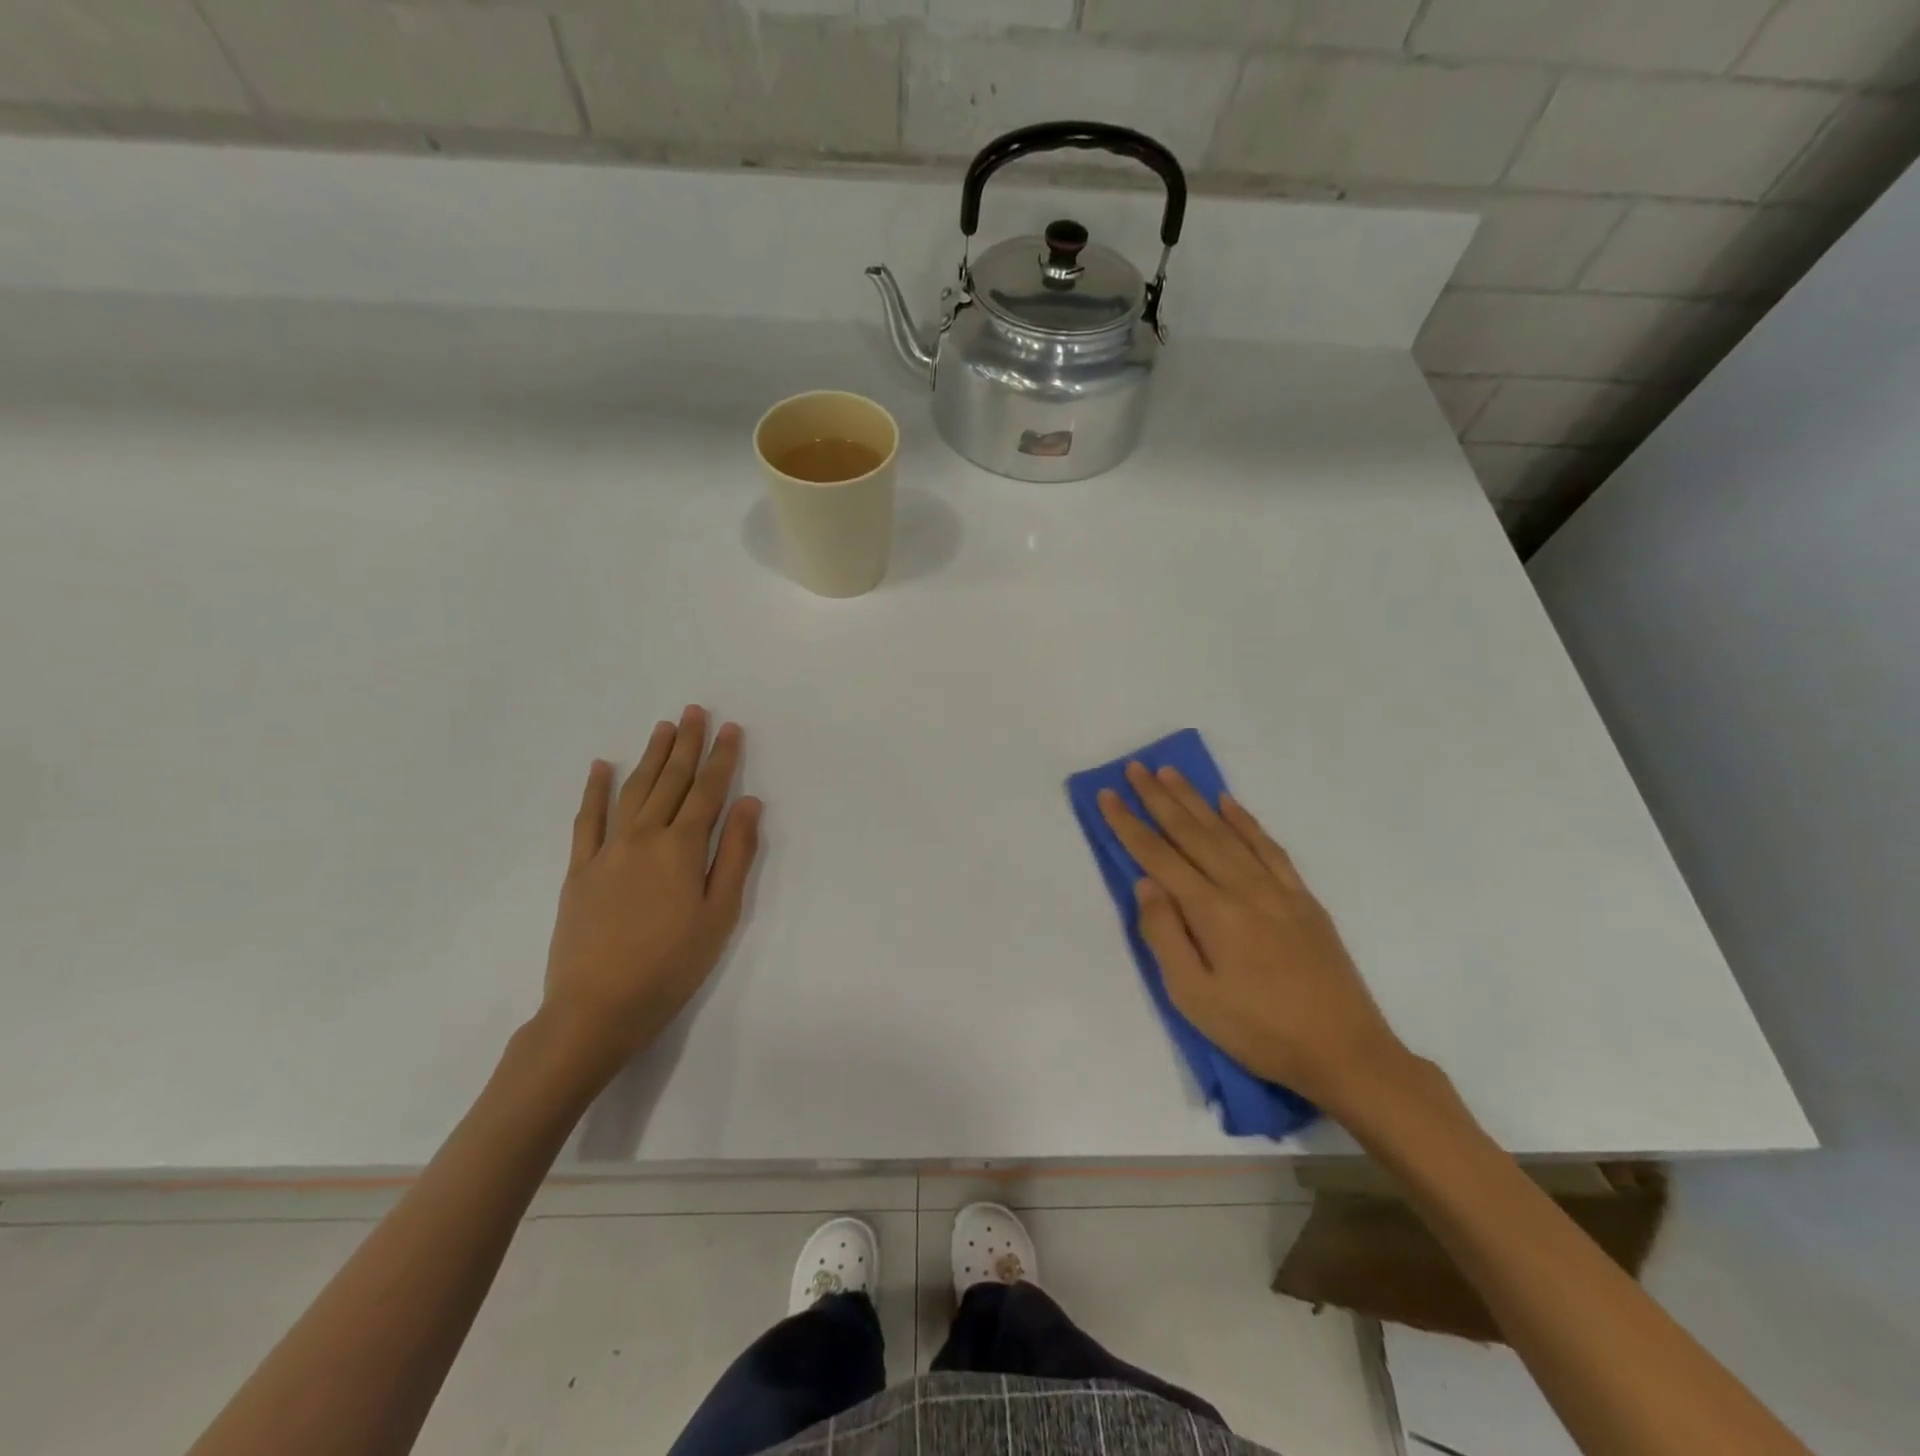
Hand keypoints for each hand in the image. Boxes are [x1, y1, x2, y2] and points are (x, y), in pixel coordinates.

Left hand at [538, 706, 761, 1087]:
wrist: (597, 1007)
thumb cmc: (671, 965)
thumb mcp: (720, 915)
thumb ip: (735, 855)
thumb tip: (748, 804)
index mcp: (682, 848)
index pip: (708, 791)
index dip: (722, 758)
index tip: (731, 728)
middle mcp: (644, 837)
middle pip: (671, 781)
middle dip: (687, 744)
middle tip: (695, 711)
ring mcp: (607, 850)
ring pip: (634, 790)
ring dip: (651, 756)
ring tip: (664, 727)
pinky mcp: (579, 869)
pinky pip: (587, 819)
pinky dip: (594, 789)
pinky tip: (601, 766)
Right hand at [1097, 763, 1408, 1112]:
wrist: (1345, 1052)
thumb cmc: (1259, 1031)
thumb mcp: (1194, 997)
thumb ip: (1165, 935)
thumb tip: (1146, 883)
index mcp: (1212, 912)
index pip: (1158, 857)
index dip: (1130, 824)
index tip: (1108, 795)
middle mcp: (1242, 887)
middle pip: (1192, 832)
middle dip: (1159, 798)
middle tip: (1136, 767)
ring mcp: (1277, 889)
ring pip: (1227, 831)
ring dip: (1196, 799)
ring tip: (1171, 773)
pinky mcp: (1303, 898)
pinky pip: (1269, 846)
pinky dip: (1246, 821)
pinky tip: (1229, 804)